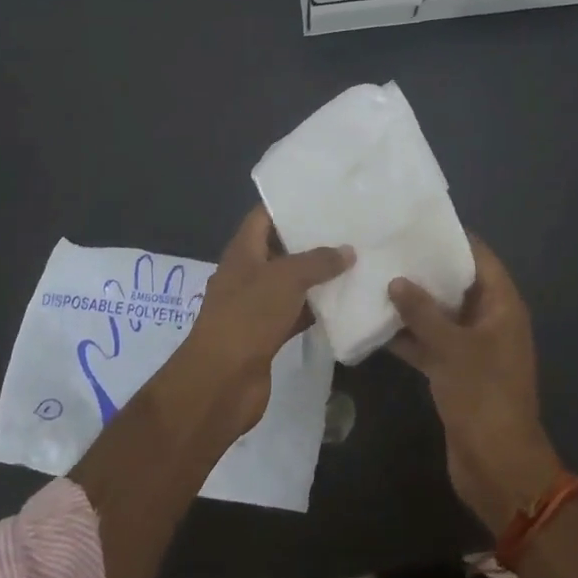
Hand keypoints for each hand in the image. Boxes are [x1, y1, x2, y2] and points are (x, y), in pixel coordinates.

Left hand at [175, 206, 351, 440]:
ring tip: (355, 259)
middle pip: (280, 248)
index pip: (264, 216)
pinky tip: (346, 301)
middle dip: (311, 239)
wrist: (221, 381)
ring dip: (317, 276)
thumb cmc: (248, 316)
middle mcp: (248, 274)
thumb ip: (318, 261)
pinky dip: (316, 308)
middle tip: (349, 227)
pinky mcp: (268, 334)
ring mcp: (257, 305)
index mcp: (242, 251)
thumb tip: (347, 251)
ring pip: (291, 283)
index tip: (323, 196)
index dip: (289, 204)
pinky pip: (296, 312)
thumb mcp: (285, 278)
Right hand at [389, 235, 563, 532]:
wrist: (497, 466)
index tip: (417, 222)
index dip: (452, 238)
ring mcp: (473, 348)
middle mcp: (490, 321)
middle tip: (388, 248)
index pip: (479, 257)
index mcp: (502, 306)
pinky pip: (432, 344)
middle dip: (425, 270)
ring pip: (441, 315)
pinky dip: (409, 337)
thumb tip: (397, 281)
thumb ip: (422, 312)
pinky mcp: (456, 373)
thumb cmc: (483, 396)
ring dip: (413, 304)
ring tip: (375, 279)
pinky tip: (375, 326)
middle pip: (457, 284)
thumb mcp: (451, 348)